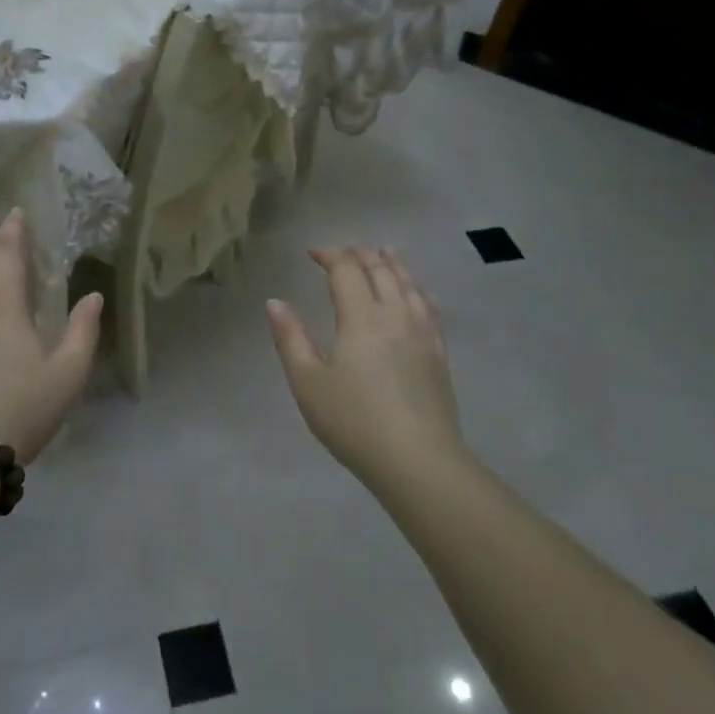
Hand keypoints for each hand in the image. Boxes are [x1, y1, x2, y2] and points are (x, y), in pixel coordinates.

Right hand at [266, 247, 464, 488]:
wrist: (418, 461)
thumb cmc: (354, 422)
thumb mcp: (307, 383)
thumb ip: (290, 338)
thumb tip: (275, 302)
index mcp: (361, 317)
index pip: (346, 270)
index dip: (329, 255)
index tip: (312, 254)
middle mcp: (395, 314)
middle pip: (380, 269)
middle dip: (359, 254)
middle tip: (342, 252)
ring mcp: (423, 332)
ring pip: (409, 283)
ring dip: (392, 263)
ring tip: (384, 253)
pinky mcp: (439, 352)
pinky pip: (429, 305)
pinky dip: (417, 288)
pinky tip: (416, 292)